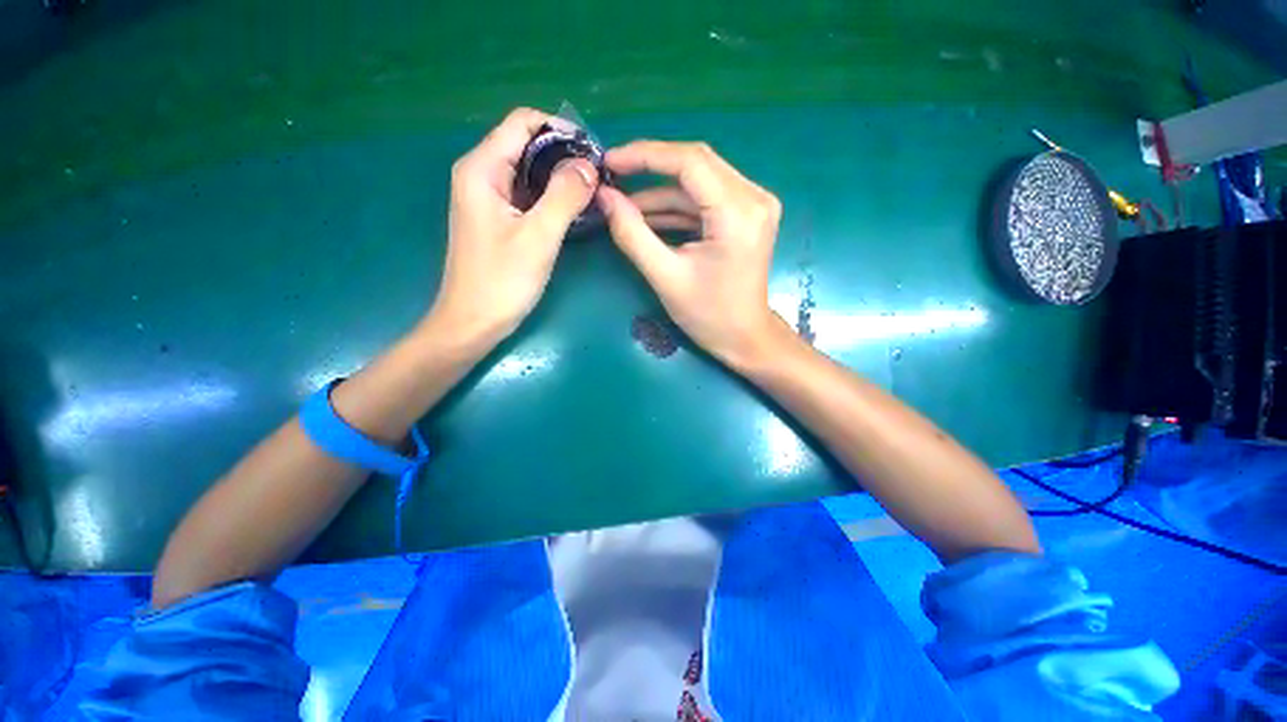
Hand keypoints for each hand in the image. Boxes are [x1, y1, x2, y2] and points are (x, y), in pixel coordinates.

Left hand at [427, 108, 598, 347]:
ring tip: (591, 194)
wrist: (473, 323)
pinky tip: (572, 211)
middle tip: (598, 178)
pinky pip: (527, 194)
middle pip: (526, 144)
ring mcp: (488, 198)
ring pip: (528, 170)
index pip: (523, 122)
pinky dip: (550, 196)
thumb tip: (590, 165)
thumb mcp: (538, 236)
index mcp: (482, 169)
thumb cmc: (502, 281)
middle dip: (564, 155)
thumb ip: (564, 196)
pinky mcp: (497, 219)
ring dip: (560, 177)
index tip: (594, 154)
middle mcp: (481, 174)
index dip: (561, 130)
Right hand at [598, 141, 784, 367]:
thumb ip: (632, 234)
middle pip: (696, 162)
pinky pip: (707, 198)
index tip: (609, 162)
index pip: (690, 162)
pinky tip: (649, 216)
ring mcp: (755, 204)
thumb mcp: (665, 277)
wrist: (745, 337)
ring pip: (700, 180)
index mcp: (738, 214)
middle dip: (650, 168)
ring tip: (624, 204)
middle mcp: (754, 198)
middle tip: (613, 176)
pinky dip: (678, 206)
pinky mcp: (748, 214)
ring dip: (661, 191)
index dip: (645, 156)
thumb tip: (605, 197)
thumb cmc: (708, 315)